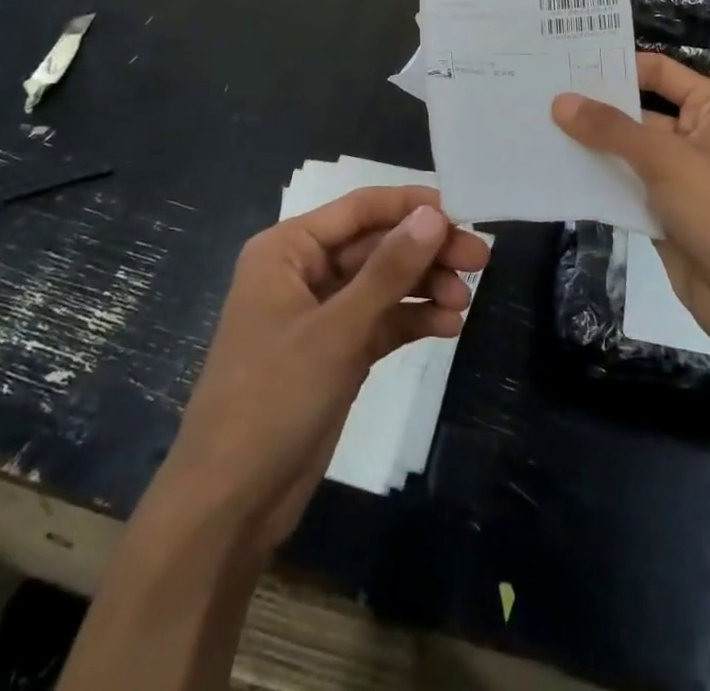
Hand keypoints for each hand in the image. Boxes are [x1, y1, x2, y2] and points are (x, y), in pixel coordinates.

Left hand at [154, 187, 490, 553]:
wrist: (229, 504)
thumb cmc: (273, 399)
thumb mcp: (337, 330)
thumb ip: (389, 270)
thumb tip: (435, 215)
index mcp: (288, 249)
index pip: (359, 209)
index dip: (411, 206)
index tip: (462, 212)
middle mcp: (304, 272)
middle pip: (377, 245)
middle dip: (426, 252)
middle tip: (479, 259)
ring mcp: (321, 314)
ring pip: (383, 283)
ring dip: (424, 286)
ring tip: (464, 301)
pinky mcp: (336, 352)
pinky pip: (382, 321)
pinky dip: (413, 319)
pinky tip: (449, 325)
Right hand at [552, 53, 709, 356]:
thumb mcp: (666, 160)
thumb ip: (611, 129)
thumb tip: (561, 101)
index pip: (659, 71)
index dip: (617, 66)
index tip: (566, 65)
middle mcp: (700, 136)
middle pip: (640, 112)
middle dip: (595, 109)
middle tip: (540, 97)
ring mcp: (683, 177)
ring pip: (629, 152)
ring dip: (592, 147)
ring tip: (538, 130)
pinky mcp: (667, 212)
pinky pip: (627, 187)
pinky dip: (599, 182)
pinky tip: (558, 173)